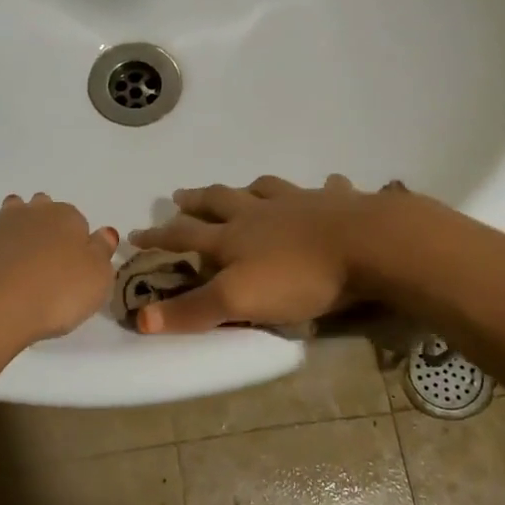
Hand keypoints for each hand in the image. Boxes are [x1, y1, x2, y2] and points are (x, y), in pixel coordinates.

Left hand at [0, 193, 119, 364]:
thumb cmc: (56, 293)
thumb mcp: (97, 278)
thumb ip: (102, 253)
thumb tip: (104, 233)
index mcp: (66, 218)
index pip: (78, 219)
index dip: (79, 238)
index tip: (78, 259)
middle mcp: (31, 214)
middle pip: (41, 208)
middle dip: (45, 221)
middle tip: (49, 248)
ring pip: (9, 215)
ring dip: (14, 225)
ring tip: (19, 247)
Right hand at [127, 175, 386, 333]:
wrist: (368, 244)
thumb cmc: (300, 276)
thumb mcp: (239, 301)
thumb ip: (193, 310)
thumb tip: (139, 318)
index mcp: (233, 237)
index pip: (185, 235)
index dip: (160, 236)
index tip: (136, 233)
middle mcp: (260, 212)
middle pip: (220, 201)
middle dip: (196, 201)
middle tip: (179, 196)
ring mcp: (300, 202)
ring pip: (265, 189)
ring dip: (248, 188)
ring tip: (242, 188)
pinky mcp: (337, 202)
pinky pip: (326, 189)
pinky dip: (321, 188)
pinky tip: (326, 186)